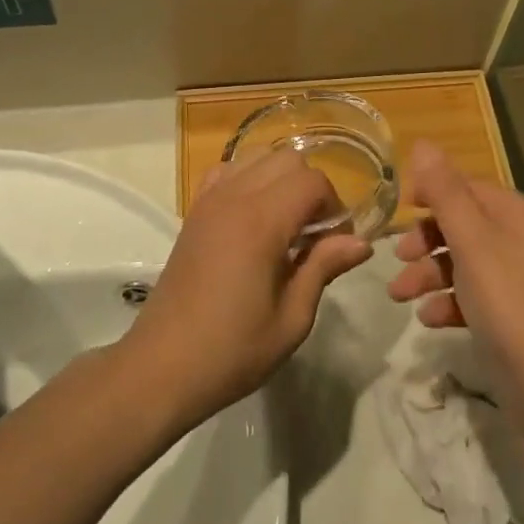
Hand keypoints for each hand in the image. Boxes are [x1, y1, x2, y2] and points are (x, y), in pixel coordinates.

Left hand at [120, 148, 372, 429]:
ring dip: (281, 180)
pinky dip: (248, 180)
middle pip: (287, 159)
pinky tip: (253, 217)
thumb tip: (361, 242)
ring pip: (258, 157)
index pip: (313, 181)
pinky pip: (228, 171)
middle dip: (311, 188)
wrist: (161, 367)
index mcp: (261, 222)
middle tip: (314, 235)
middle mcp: (234, 197)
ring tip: (285, 224)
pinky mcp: (194, 211)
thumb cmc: (232, 351)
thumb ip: (324, 267)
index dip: (334, 207)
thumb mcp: (291, 319)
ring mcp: (209, 200)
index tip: (336, 244)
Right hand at [387, 141, 523, 413]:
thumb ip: (445, 192)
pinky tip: (428, 319)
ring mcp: (520, 278)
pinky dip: (448, 302)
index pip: (466, 185)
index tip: (396, 209)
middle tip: (396, 257)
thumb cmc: (508, 304)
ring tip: (400, 296)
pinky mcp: (514, 314)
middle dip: (425, 240)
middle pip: (462, 224)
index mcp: (518, 213)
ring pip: (463, 261)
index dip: (430, 193)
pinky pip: (473, 295)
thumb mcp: (472, 242)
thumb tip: (423, 142)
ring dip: (429, 273)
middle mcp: (522, 238)